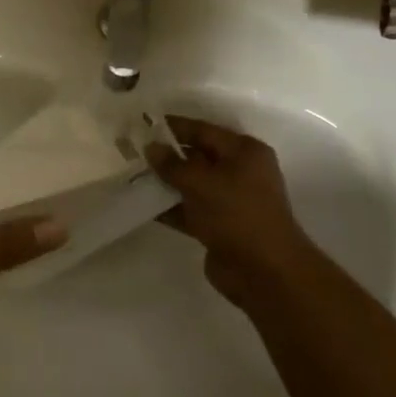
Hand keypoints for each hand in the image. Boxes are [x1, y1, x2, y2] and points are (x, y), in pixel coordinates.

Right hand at [148, 116, 318, 310]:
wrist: (264, 271)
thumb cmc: (237, 214)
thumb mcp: (201, 183)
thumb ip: (173, 164)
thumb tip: (151, 147)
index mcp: (244, 152)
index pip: (203, 131)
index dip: (173, 127)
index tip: (142, 124)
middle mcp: (239, 172)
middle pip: (197, 157)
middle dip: (166, 155)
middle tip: (131, 151)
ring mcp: (229, 201)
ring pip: (191, 185)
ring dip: (165, 182)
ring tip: (131, 176)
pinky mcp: (219, 226)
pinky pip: (189, 210)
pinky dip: (169, 207)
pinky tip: (142, 205)